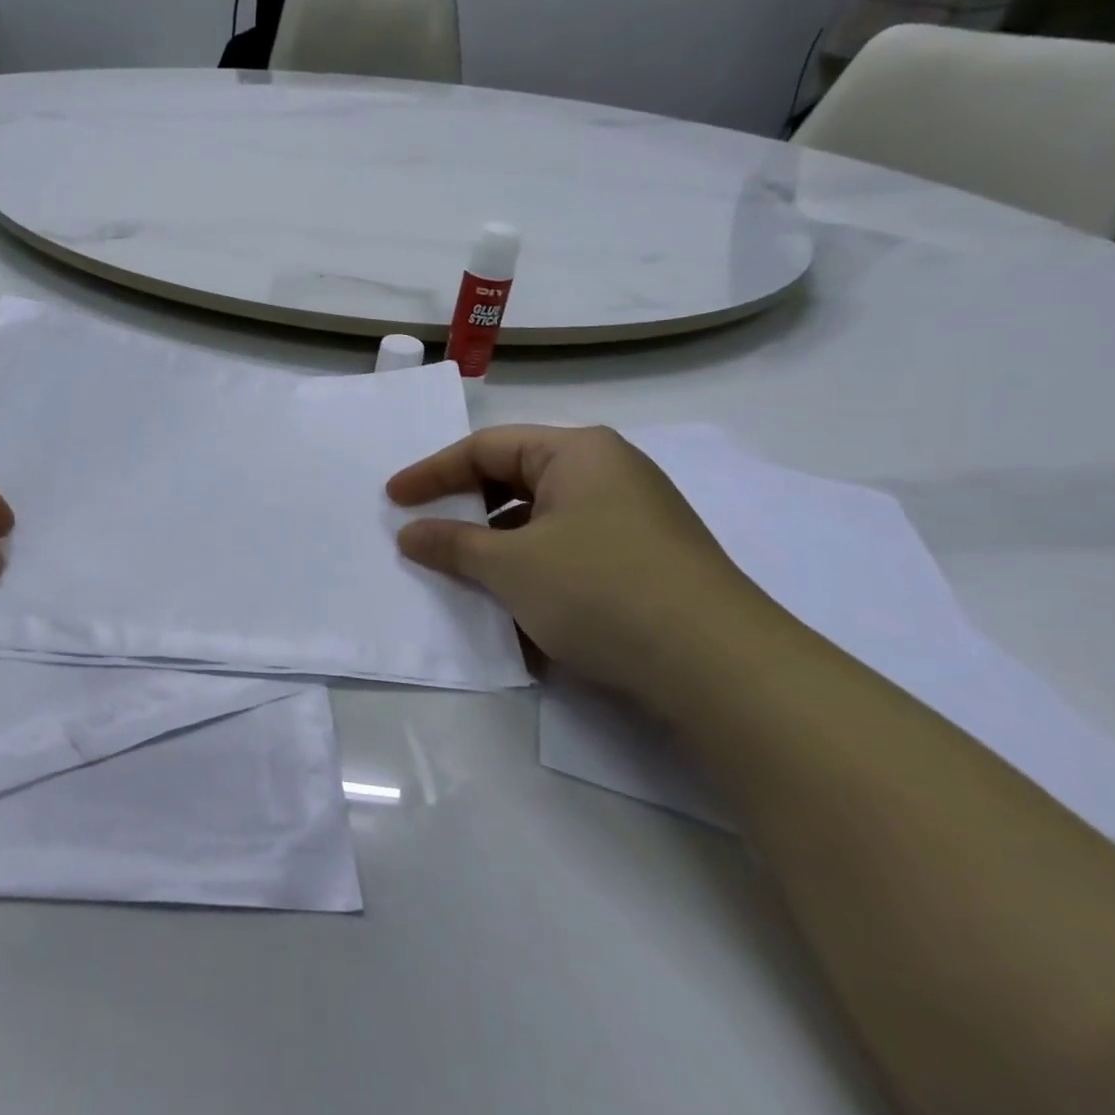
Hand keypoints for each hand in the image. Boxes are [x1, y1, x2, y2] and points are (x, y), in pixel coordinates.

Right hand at [387, 425, 775, 704]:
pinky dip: (536, 568)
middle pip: (515, 478)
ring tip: (467, 575)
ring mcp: (634, 517)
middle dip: (467, 508)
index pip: (485, 447)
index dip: (432, 473)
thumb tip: (408, 533)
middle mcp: (609, 472)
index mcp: (577, 452)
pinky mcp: (648, 560)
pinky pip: (572, 549)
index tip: (392, 501)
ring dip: (498, 544)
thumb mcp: (510, 566)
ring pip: (543, 519)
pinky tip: (520, 607)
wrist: (721, 667)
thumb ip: (452, 544)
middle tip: (426, 533)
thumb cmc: (600, 589)